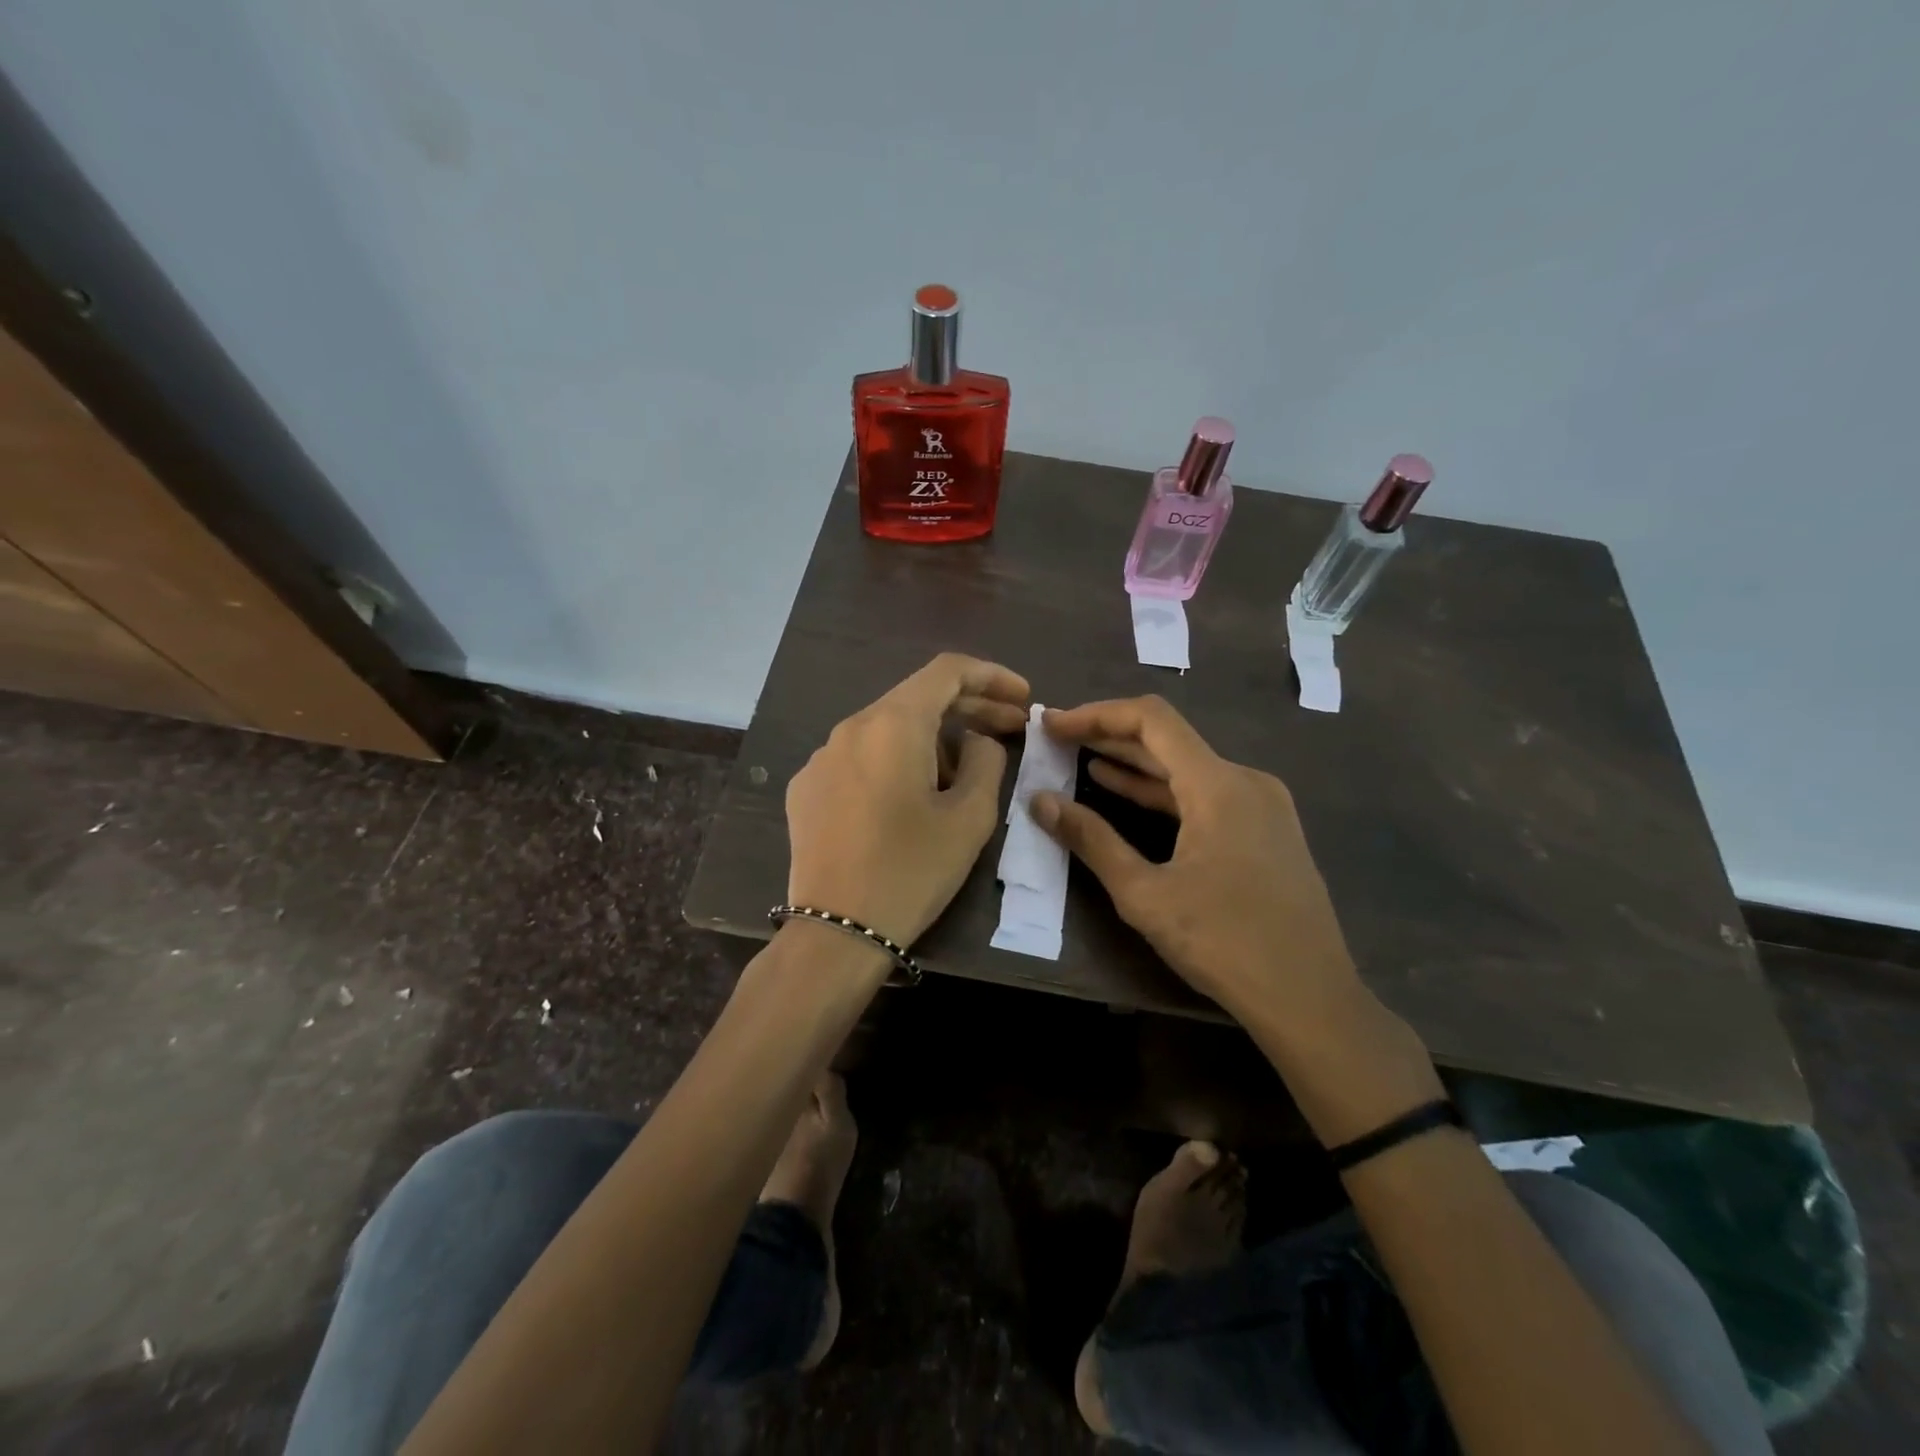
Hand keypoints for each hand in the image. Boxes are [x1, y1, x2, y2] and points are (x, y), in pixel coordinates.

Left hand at [786, 653, 1029, 950]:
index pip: (947, 671)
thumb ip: (986, 761)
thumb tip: (976, 741)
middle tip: (1011, 729)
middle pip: (917, 699)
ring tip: (964, 775)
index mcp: (892, 724)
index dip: (992, 676)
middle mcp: (850, 727)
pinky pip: (860, 758)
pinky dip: (894, 762)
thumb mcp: (970, 817)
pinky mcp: (806, 788)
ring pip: (888, 730)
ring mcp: (821, 757)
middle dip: (969, 709)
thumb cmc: (912, 870)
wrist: (836, 931)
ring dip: (933, 740)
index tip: (1022, 698)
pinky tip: (910, 797)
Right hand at [1032, 695, 1442, 1145]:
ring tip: (1080, 758)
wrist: (1310, 999)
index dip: (1097, 715)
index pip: (1151, 720)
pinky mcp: (1266, 830)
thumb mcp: (1145, 894)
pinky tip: (1124, 792)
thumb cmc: (1224, 943)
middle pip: (1169, 739)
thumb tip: (1041, 802)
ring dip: (1133, 764)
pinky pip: (1205, 794)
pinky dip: (1162, 791)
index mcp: (1219, 785)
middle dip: (1109, 736)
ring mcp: (1262, 805)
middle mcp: (1245, 780)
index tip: (1054, 724)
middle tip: (1059, 738)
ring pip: (1186, 767)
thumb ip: (1092, 840)